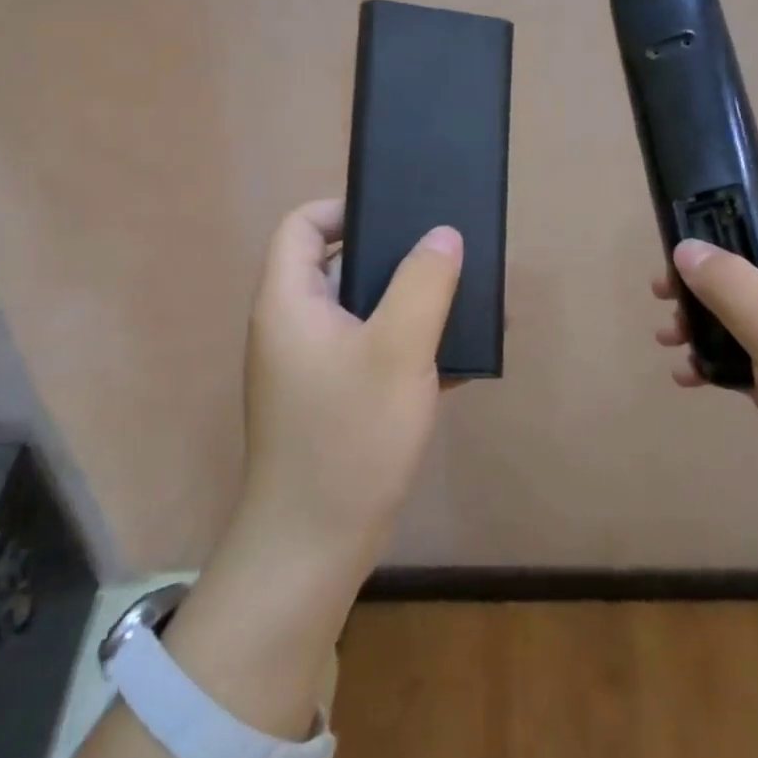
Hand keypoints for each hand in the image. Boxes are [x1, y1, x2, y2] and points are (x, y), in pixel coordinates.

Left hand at [235, 198, 462, 574]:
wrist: (315, 548)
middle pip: (339, 266)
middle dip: (396, 258)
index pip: (303, 226)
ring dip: (413, 306)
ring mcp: (314, 368)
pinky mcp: (335, 402)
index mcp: (290, 303)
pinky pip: (375, 354)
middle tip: (447, 258)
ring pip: (365, 313)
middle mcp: (294, 328)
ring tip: (467, 305)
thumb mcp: (398, 350)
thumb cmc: (349, 437)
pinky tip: (461, 359)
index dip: (345, 209)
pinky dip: (411, 348)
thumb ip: (424, 284)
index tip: (400, 217)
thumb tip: (444, 235)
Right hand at [653, 187, 757, 558]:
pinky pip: (746, 353)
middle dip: (707, 271)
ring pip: (746, 309)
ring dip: (703, 317)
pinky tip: (688, 375)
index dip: (741, 204)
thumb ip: (732, 285)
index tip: (687, 217)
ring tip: (667, 334)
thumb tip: (685, 248)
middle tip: (663, 288)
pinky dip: (715, 357)